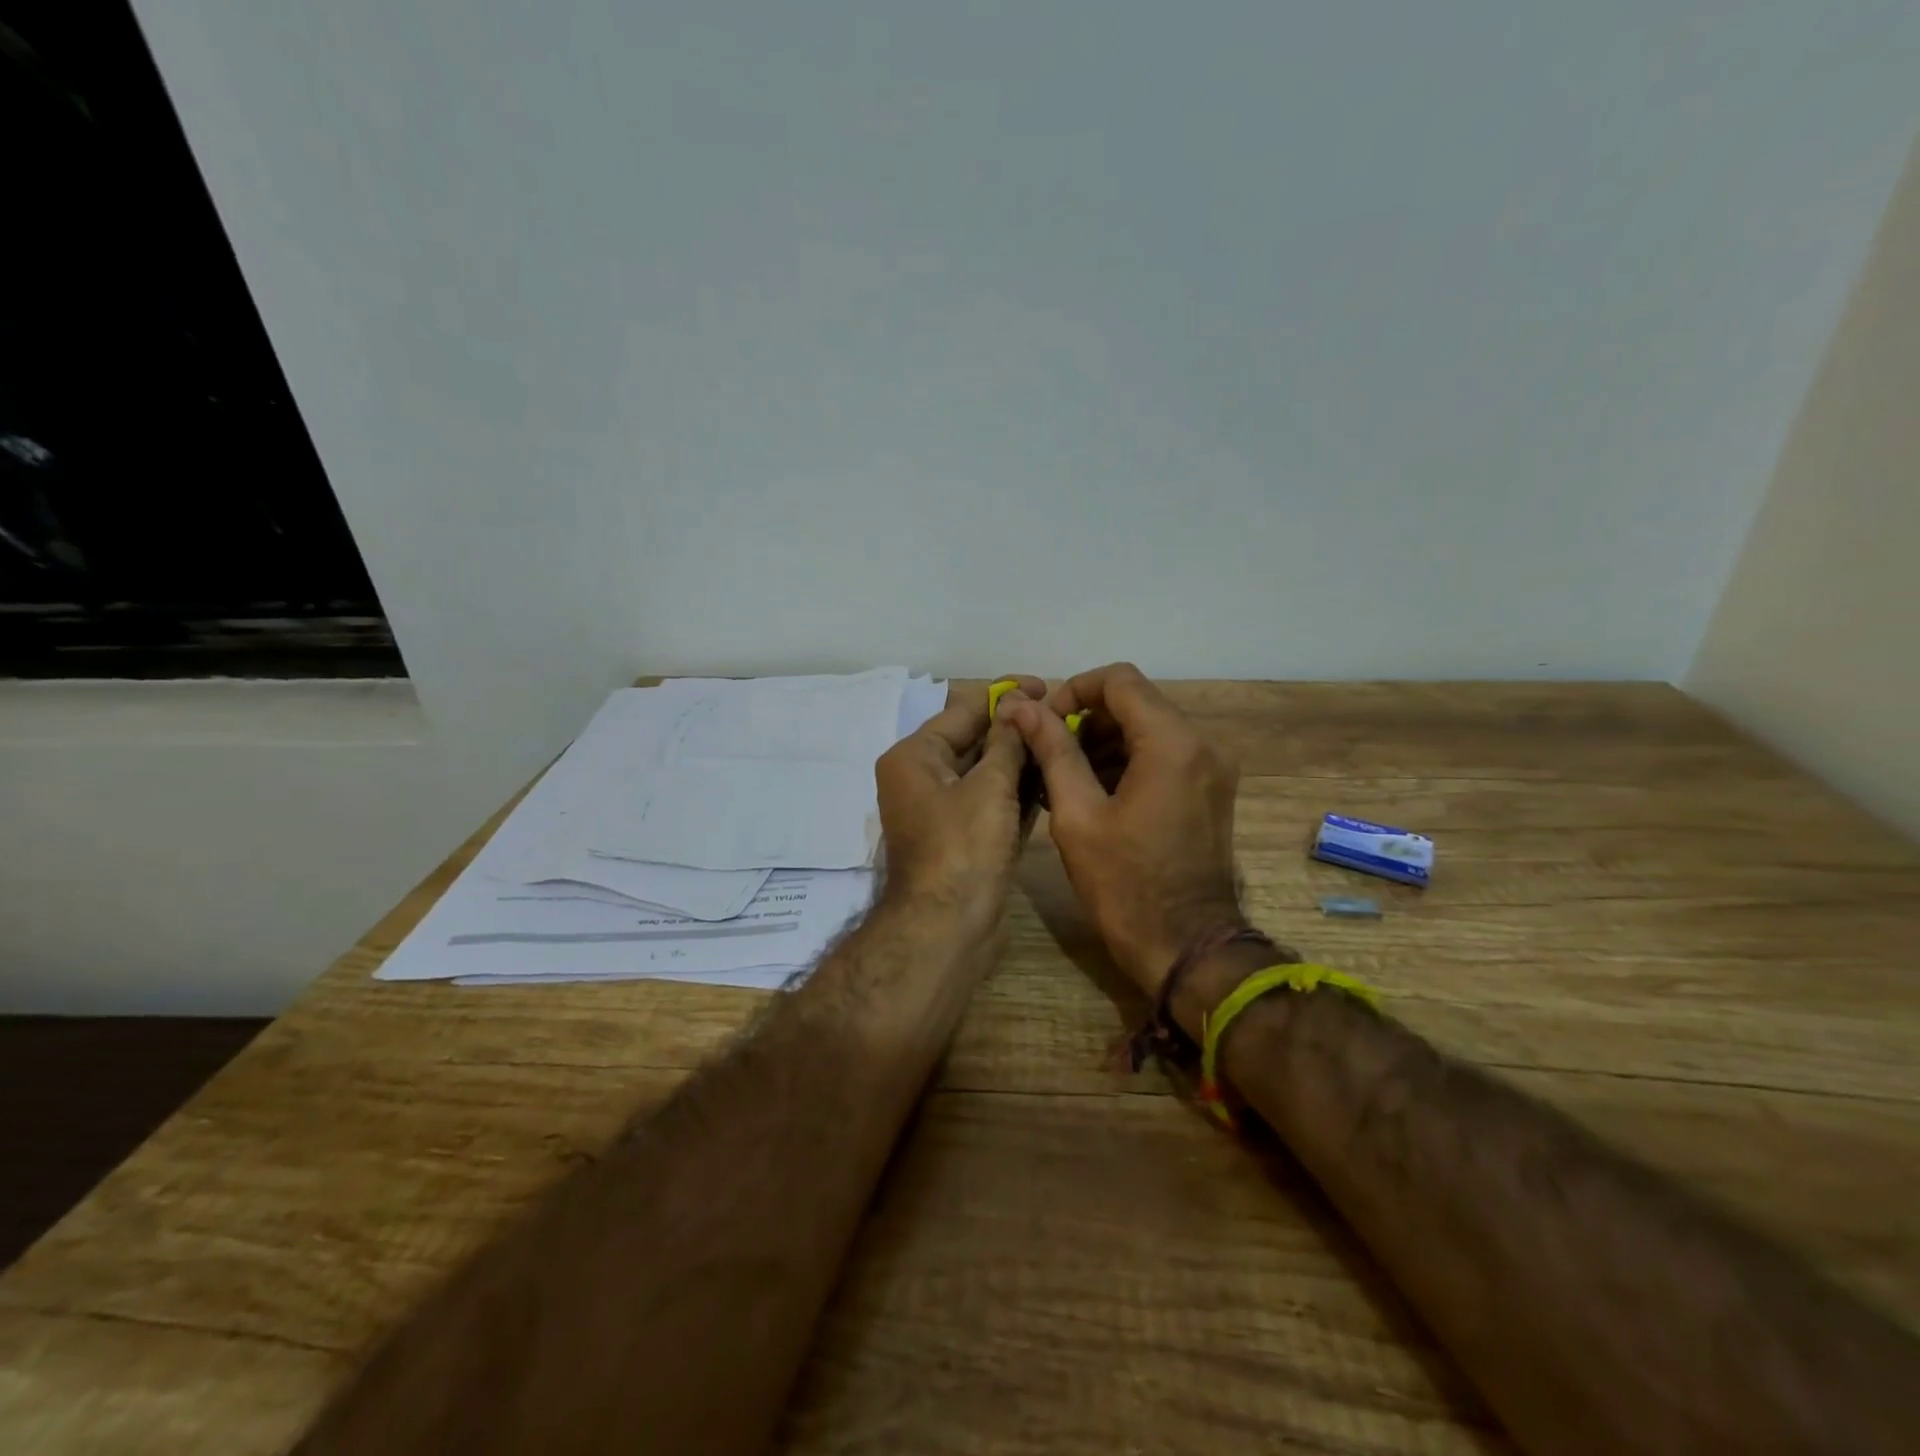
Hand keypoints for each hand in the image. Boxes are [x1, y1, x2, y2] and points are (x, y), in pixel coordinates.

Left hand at [875, 676, 1045, 930]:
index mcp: (915, 757)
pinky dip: (1017, 790)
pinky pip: (991, 801)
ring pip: (986, 772)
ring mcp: (943, 810)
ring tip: (1065, 742)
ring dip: (1020, 759)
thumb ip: (1006, 742)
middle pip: (974, 740)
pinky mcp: (963, 836)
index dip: (1004, 695)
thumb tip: (1016, 704)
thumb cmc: (964, 848)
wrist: (948, 929)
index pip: (962, 710)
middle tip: (1062, 717)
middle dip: (1015, 728)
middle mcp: (923, 778)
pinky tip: (1052, 777)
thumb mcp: (988, 786)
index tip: (1046, 686)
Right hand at [998, 663, 1243, 995]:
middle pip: (1136, 702)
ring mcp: (1212, 768)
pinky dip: (1126, 761)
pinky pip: (1164, 755)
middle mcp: (1202, 744)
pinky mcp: (1210, 790)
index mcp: (1172, 743)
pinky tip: (1093, 792)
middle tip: (1047, 753)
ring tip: (1063, 777)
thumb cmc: (1125, 885)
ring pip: (1149, 728)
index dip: (1074, 690)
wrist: (1188, 947)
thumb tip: (1022, 706)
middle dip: (1086, 719)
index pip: (1119, 680)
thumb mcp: (1077, 815)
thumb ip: (1052, 750)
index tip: (1045, 722)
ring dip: (1104, 742)